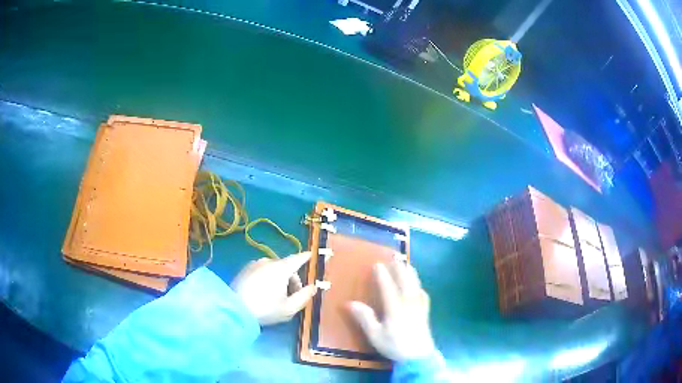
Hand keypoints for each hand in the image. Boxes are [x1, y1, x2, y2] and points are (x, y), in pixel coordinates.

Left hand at [231, 252, 317, 325]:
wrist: (235, 309)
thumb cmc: (265, 309)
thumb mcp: (289, 308)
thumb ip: (304, 296)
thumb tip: (314, 287)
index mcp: (281, 268)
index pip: (297, 259)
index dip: (306, 257)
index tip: (311, 255)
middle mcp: (268, 261)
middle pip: (286, 267)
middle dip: (292, 279)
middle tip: (292, 296)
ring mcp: (254, 264)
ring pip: (273, 269)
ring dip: (279, 279)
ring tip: (277, 296)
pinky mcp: (244, 270)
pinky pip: (262, 270)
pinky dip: (267, 278)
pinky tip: (263, 293)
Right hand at [349, 262, 435, 361]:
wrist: (418, 356)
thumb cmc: (394, 346)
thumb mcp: (375, 335)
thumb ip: (365, 318)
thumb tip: (350, 303)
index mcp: (395, 308)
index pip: (388, 287)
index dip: (382, 275)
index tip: (377, 264)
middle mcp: (408, 303)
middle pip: (405, 281)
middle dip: (399, 268)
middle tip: (395, 256)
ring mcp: (419, 307)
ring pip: (416, 285)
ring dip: (411, 273)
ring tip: (407, 264)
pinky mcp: (425, 312)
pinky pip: (423, 294)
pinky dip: (419, 286)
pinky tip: (418, 286)